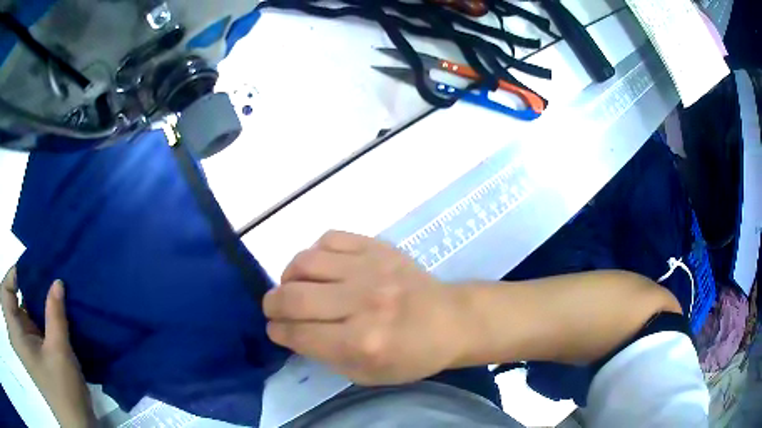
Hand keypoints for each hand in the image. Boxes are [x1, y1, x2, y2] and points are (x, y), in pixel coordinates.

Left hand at [1, 267, 95, 427]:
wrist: (75, 424)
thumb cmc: (63, 391)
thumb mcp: (59, 353)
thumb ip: (55, 315)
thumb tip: (57, 280)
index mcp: (16, 331)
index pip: (7, 287)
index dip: (17, 273)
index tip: (34, 265)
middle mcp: (15, 330)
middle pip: (10, 290)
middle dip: (20, 280)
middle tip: (39, 272)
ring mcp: (21, 337)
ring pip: (17, 302)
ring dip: (27, 293)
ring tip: (44, 283)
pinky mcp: (28, 344)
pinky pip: (24, 315)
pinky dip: (31, 307)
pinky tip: (45, 304)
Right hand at [263, 231, 467, 385]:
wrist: (452, 320)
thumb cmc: (412, 355)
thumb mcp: (367, 374)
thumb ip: (325, 356)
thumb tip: (293, 331)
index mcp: (361, 343)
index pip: (298, 333)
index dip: (277, 331)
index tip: (275, 328)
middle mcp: (362, 303)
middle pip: (293, 296)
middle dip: (272, 304)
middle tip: (274, 308)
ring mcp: (371, 269)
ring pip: (305, 261)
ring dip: (289, 276)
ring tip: (294, 285)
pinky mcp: (378, 247)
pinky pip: (330, 238)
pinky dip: (316, 253)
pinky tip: (322, 267)